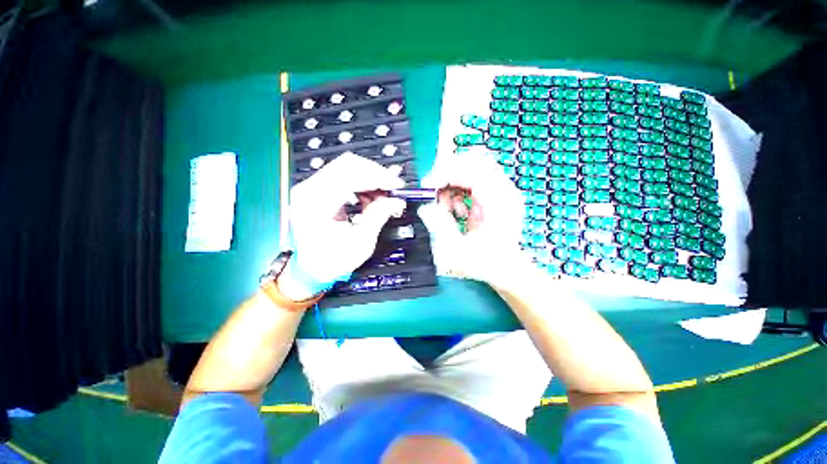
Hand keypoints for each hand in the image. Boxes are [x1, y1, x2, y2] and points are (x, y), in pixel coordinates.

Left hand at [279, 153, 405, 300]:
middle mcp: (309, 189)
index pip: (351, 175)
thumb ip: (378, 216)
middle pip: (348, 164)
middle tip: (394, 187)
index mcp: (316, 203)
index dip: (378, 177)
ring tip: (384, 195)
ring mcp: (311, 187)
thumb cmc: (332, 261)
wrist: (311, 268)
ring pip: (347, 167)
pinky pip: (344, 175)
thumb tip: (396, 201)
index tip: (397, 185)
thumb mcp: (360, 243)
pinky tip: (371, 196)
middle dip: (376, 173)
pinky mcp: (318, 189)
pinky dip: (362, 183)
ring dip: (370, 178)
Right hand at [418, 154, 532, 285]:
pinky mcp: (496, 195)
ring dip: (454, 183)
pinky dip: (461, 190)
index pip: (473, 170)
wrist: (505, 269)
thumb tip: (426, 207)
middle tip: (435, 190)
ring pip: (474, 168)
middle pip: (475, 162)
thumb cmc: (485, 262)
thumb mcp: (457, 250)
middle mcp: (504, 192)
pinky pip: (475, 179)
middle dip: (449, 173)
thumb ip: (440, 226)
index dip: (447, 173)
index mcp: (498, 203)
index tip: (429, 185)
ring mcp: (502, 192)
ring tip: (449, 207)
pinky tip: (458, 210)